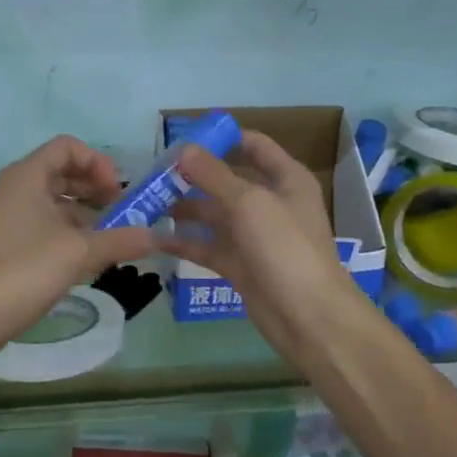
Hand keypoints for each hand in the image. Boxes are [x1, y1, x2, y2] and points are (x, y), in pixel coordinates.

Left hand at [0, 135, 157, 355]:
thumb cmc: (24, 270)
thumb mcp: (79, 252)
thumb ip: (121, 239)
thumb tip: (157, 236)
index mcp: (28, 175)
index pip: (68, 147)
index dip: (98, 162)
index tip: (118, 191)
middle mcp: (18, 188)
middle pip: (64, 172)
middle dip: (97, 188)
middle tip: (124, 211)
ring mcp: (12, 216)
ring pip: (57, 201)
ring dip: (88, 213)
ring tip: (115, 236)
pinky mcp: (12, 243)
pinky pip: (48, 224)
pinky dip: (73, 232)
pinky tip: (93, 256)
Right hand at [158, 131, 356, 354]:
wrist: (309, 318)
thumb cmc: (285, 248)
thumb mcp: (249, 203)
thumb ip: (214, 174)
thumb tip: (184, 149)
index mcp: (286, 179)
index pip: (254, 146)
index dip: (223, 139)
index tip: (185, 139)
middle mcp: (271, 203)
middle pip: (228, 180)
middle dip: (193, 176)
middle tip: (154, 174)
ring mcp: (255, 236)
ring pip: (214, 215)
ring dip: (184, 209)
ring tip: (147, 204)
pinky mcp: (241, 265)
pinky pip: (208, 247)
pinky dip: (184, 243)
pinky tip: (154, 239)